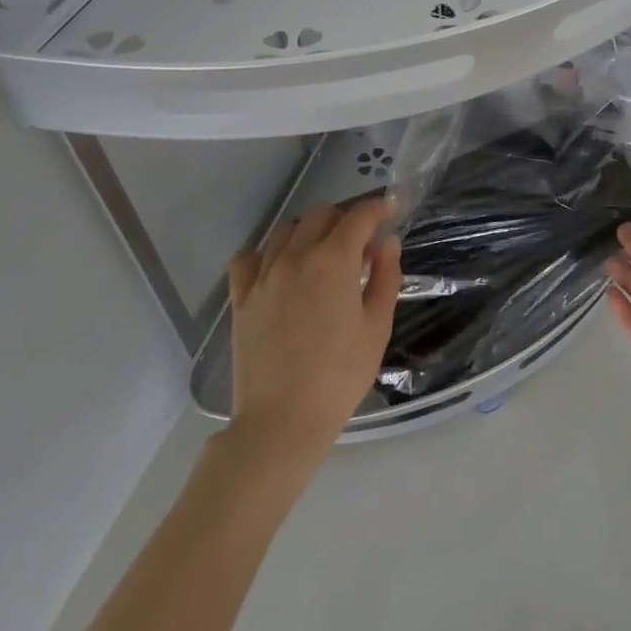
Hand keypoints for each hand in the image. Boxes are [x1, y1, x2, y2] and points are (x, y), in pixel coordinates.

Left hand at [227, 198, 401, 460]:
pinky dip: (267, 254)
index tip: (390, 211)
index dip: (378, 208)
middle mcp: (295, 256)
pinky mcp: (241, 298)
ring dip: (310, 232)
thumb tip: (387, 243)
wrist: (282, 422)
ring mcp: (263, 275)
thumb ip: (386, 277)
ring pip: (286, 231)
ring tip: (322, 256)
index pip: (359, 217)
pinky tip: (279, 270)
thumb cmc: (339, 377)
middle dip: (346, 219)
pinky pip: (249, 258)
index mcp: (333, 261)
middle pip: (321, 215)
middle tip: (361, 245)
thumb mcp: (377, 327)